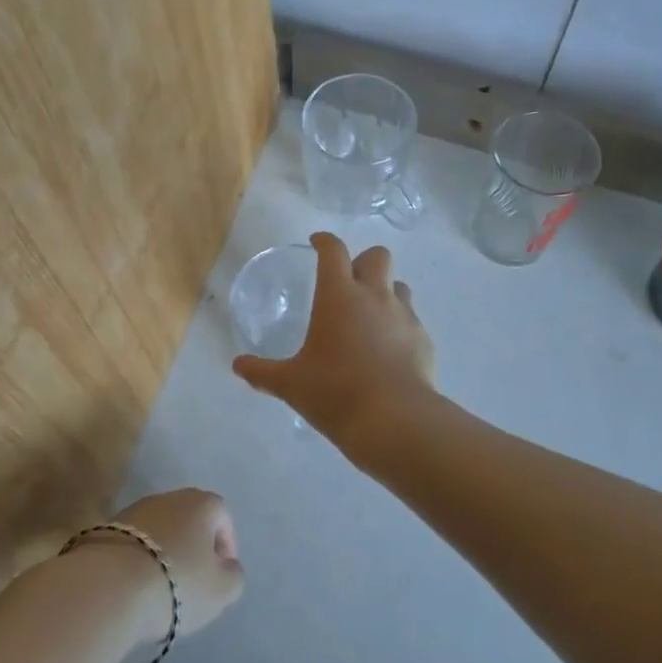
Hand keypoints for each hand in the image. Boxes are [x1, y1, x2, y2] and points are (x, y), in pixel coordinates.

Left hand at [108, 489, 244, 643]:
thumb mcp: (222, 590)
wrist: (107, 586)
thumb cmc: (177, 583)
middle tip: (193, 582)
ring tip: (161, 589)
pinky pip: (133, 544)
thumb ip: (233, 575)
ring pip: (159, 531)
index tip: (221, 575)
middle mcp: (168, 497)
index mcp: (201, 503)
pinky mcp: (105, 529)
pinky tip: (135, 587)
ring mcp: (133, 510)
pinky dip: (139, 560)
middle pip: (189, 520)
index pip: (222, 516)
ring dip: (165, 553)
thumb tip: (227, 566)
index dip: (226, 545)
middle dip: (194, 548)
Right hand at [231, 232, 436, 446]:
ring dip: (385, 291)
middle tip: (347, 282)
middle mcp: (375, 296)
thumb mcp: (291, 384)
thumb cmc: (335, 392)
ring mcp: (404, 316)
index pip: (333, 251)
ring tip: (370, 316)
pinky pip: (412, 320)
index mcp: (339, 296)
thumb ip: (263, 372)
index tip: (317, 243)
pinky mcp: (423, 340)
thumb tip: (238, 366)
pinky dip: (399, 326)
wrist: (395, 421)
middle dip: (362, 261)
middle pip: (377, 255)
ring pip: (399, 285)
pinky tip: (388, 350)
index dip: (324, 241)